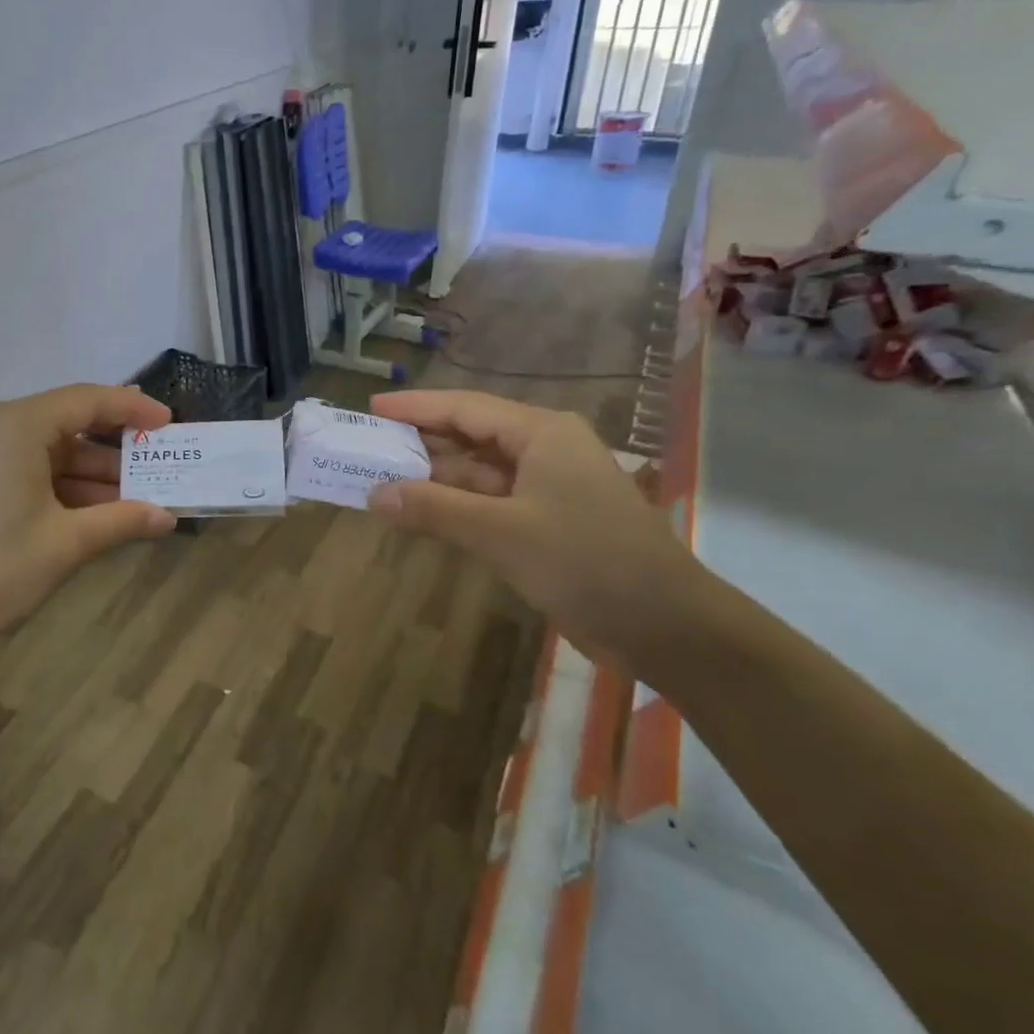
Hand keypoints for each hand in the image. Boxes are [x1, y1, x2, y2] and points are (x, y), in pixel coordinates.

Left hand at [0, 384, 175, 641]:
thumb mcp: (63, 545)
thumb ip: (120, 521)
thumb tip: (167, 517)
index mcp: (15, 424)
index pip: (87, 400)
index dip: (132, 410)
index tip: (168, 425)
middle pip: (65, 424)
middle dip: (111, 454)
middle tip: (154, 476)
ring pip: (42, 449)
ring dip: (84, 475)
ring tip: (127, 504)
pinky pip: (19, 464)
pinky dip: (53, 484)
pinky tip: (84, 512)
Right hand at [366, 389, 705, 661]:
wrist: (666, 626)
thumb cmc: (586, 562)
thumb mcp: (500, 533)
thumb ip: (434, 509)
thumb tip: (373, 494)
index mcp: (541, 433)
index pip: (464, 408)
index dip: (415, 407)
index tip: (371, 407)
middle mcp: (544, 450)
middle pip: (470, 436)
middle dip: (420, 442)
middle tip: (368, 446)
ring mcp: (547, 488)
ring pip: (478, 473)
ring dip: (435, 479)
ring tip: (381, 479)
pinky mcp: (547, 523)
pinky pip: (490, 503)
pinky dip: (456, 507)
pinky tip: (421, 514)